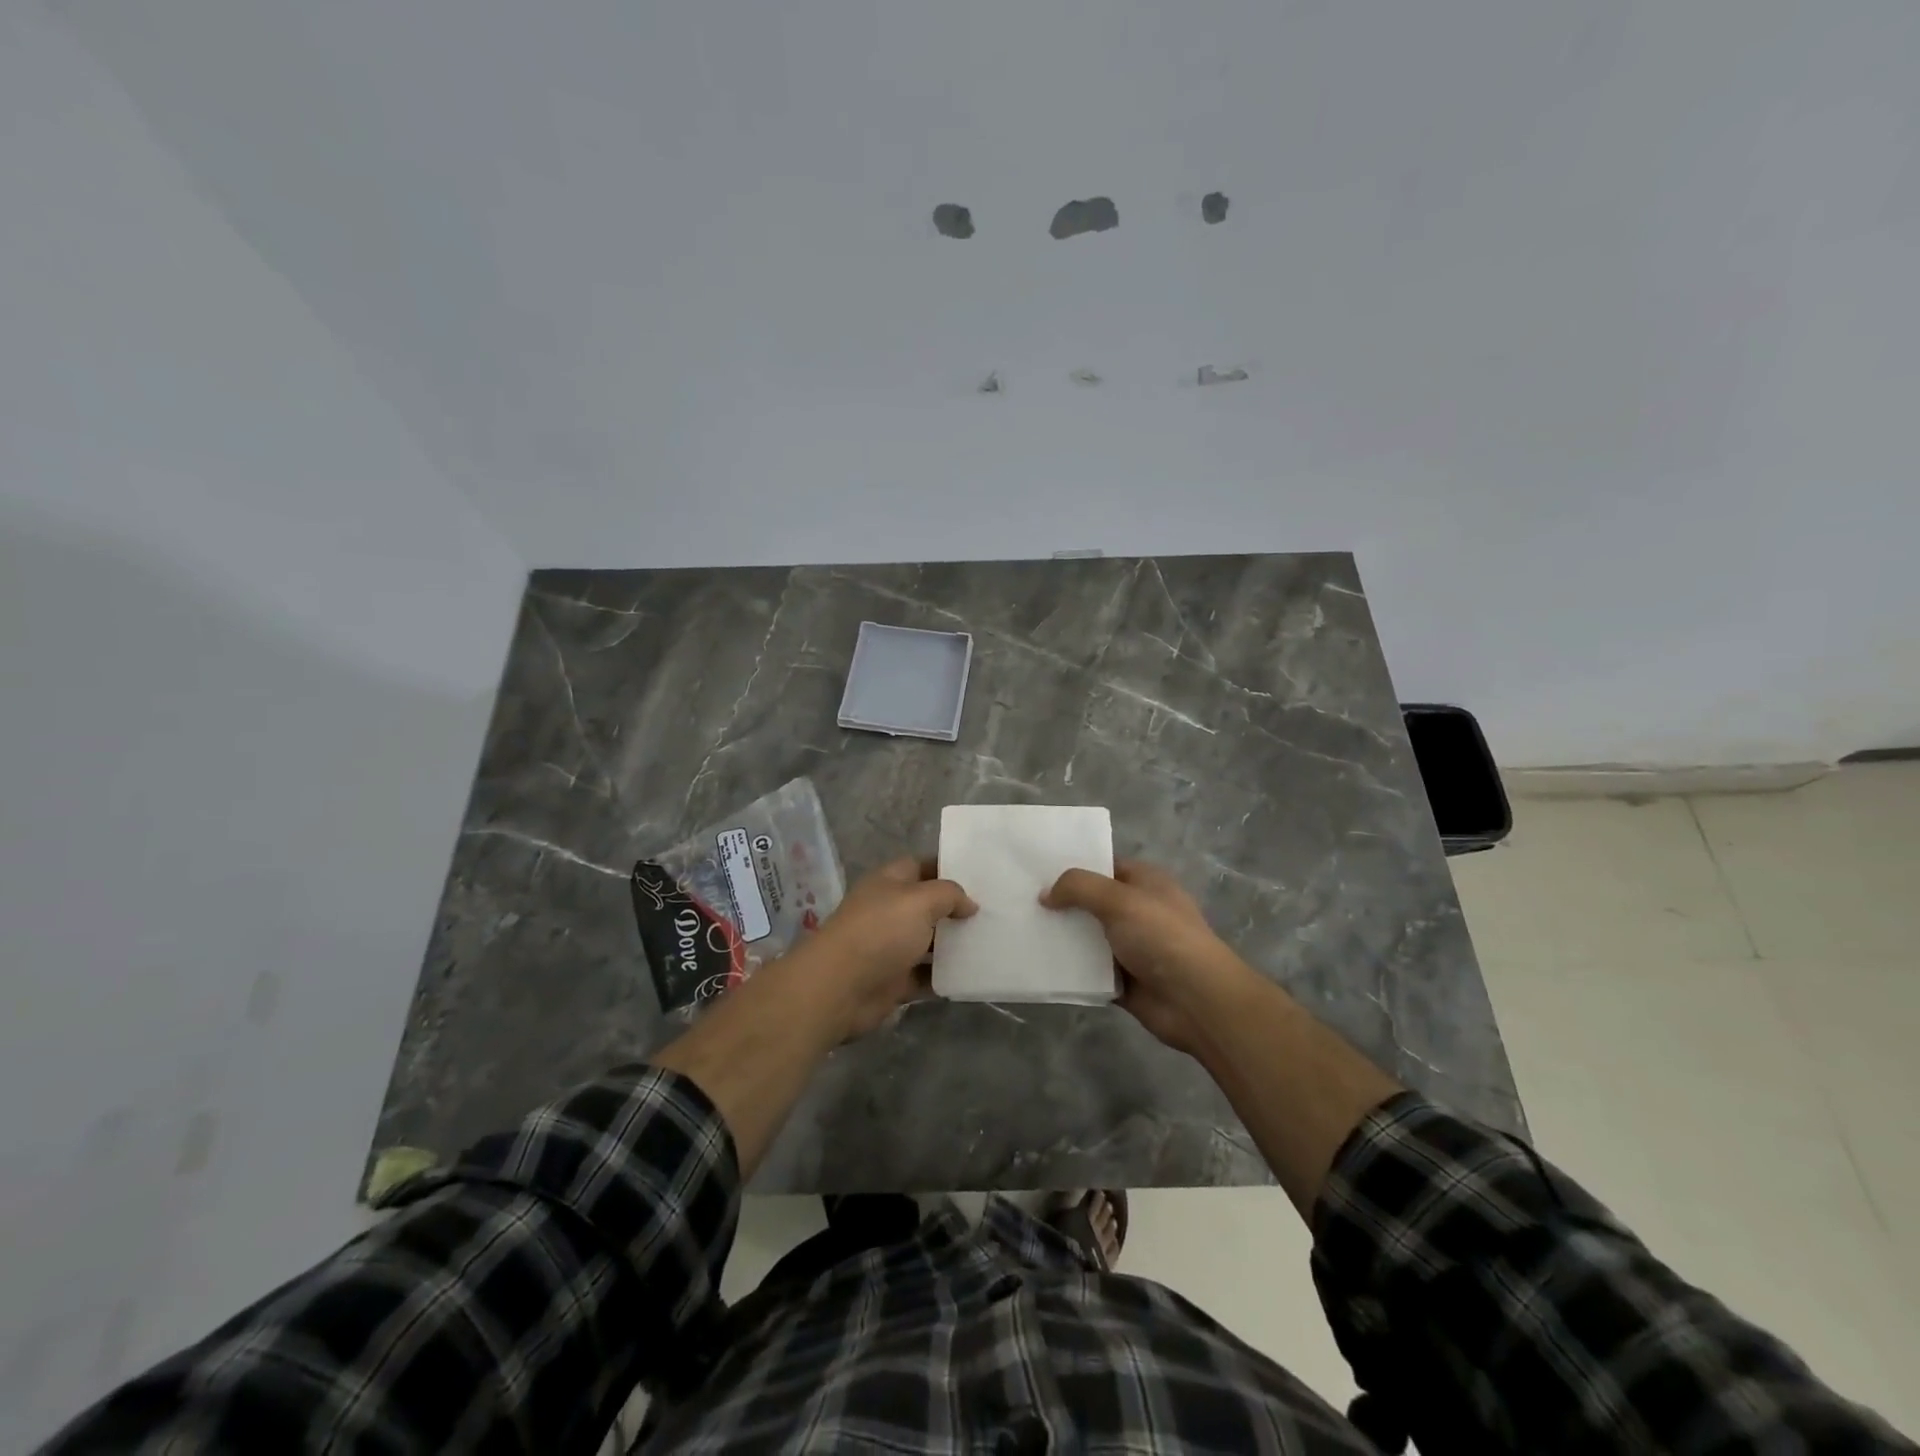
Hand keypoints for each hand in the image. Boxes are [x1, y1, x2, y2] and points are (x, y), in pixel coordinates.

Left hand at [792, 857, 977, 1037]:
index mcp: (890, 882)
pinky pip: (927, 976)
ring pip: (930, 942)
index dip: (950, 868)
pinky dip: (946, 977)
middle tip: (996, 911)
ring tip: (993, 942)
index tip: (983, 876)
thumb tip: (969, 904)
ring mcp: (891, 947)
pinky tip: (974, 975)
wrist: (839, 988)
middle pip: (929, 905)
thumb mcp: (920, 900)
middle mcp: (890, 911)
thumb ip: (949, 894)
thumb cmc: (880, 932)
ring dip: (955, 945)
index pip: (923, 866)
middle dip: (957, 909)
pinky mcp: (894, 980)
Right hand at [1041, 860, 1252, 1055]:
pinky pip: (1089, 971)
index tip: (1036, 869)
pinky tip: (1039, 964)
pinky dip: (1069, 970)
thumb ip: (1079, 888)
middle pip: (1091, 902)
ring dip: (1062, 938)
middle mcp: (1138, 911)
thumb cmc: (1161, 936)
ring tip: (1021, 932)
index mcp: (1145, 882)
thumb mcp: (1119, 899)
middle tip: (1020, 901)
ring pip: (1087, 938)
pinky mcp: (1122, 980)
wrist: (1195, 1000)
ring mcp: (1131, 947)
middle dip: (1061, 903)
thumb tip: (1045, 895)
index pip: (1103, 865)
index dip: (1073, 866)